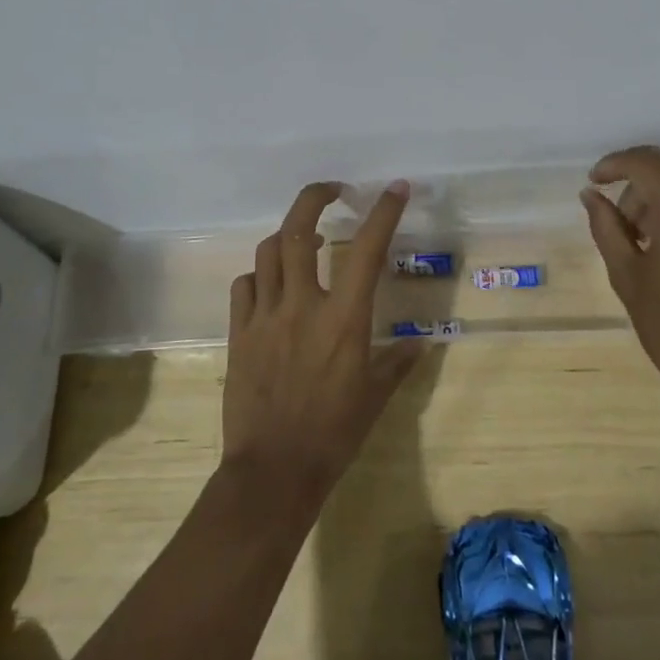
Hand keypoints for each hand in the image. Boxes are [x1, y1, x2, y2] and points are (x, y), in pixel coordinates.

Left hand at [222, 180, 424, 512]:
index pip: (367, 250)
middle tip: (333, 192)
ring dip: (288, 235)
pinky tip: (271, 284)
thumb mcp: (374, 397)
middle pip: (298, 230)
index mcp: (343, 319)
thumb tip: (420, 345)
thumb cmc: (333, 434)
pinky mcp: (239, 332)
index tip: (394, 188)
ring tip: (304, 239)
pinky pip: (245, 285)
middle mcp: (302, 305)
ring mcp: (265, 316)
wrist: (273, 471)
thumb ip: (397, 363)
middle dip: (315, 198)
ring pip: (268, 251)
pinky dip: (260, 274)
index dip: (383, 212)